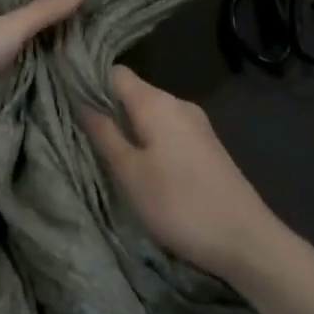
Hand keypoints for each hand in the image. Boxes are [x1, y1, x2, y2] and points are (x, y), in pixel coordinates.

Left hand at [0, 0, 90, 170]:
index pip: (27, 26)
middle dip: (55, 61)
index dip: (54, 25)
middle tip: (101, 63)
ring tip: (95, 91)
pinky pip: (21, 115)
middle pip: (28, 59)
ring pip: (26, 88)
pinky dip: (38, 115)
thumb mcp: (12, 26)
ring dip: (49, 90)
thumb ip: (47, 10)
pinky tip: (71, 116)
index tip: (90, 24)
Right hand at [81, 67, 278, 283]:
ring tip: (106, 151)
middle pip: (133, 91)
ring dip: (128, 126)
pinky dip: (148, 138)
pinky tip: (141, 164)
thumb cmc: (180, 204)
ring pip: (150, 111)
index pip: (114, 72)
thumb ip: (104, 133)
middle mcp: (177, 103)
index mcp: (156, 102)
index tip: (66, 99)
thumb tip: (80, 100)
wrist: (247, 241)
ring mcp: (196, 124)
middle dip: (107, 107)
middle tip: (80, 132)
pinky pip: (167, 128)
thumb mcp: (130, 173)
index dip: (89, 81)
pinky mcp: (206, 145)